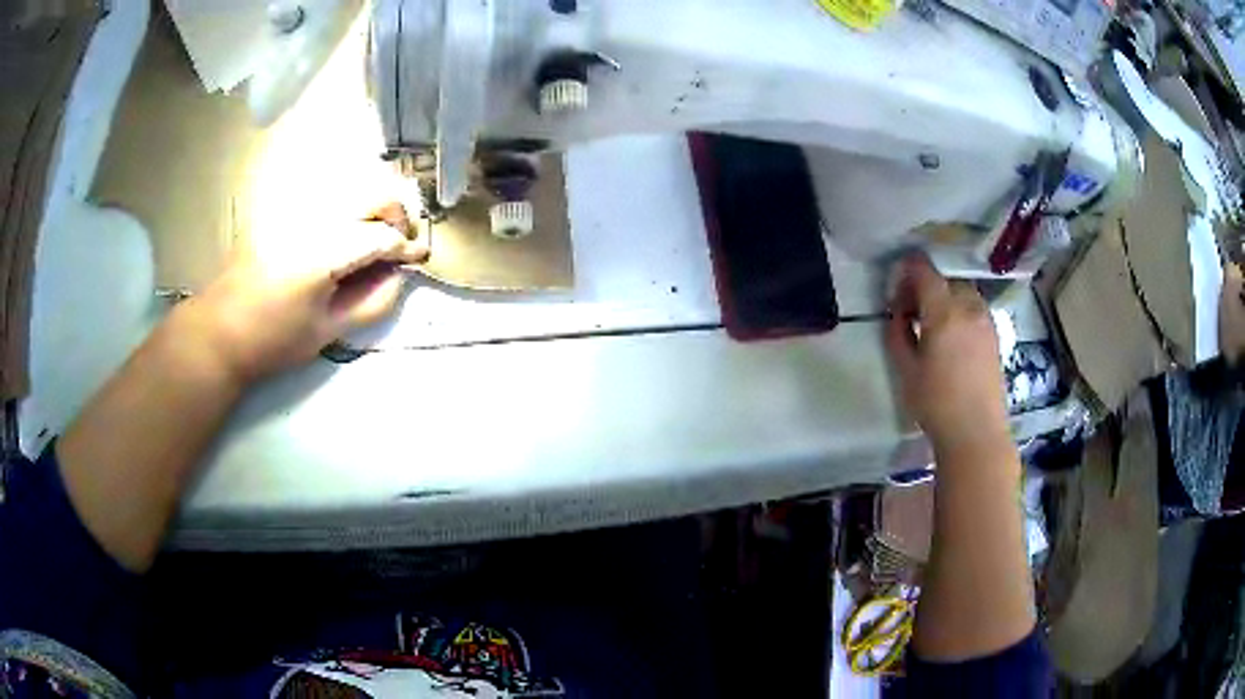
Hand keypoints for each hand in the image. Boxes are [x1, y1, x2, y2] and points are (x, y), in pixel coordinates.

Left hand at [178, 203, 428, 383]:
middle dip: (396, 215)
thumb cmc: (273, 339)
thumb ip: (371, 302)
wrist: (221, 328)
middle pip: (373, 193)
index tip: (419, 257)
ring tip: (377, 233)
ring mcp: (296, 206)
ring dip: (374, 204)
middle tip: (399, 242)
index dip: (405, 246)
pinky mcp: (283, 206)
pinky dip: (349, 201)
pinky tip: (347, 226)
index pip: (381, 236)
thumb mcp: (327, 332)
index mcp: (323, 252)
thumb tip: (398, 275)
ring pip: (353, 183)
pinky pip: (328, 190)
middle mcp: (313, 217)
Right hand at [885, 254, 1008, 452]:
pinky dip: (962, 310)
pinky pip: (975, 308)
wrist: (976, 432)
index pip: (924, 272)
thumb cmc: (936, 404)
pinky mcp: (995, 335)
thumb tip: (899, 315)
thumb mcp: (906, 370)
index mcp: (943, 312)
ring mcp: (985, 320)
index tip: (897, 284)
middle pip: (945, 280)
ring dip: (946, 297)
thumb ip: (898, 335)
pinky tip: (954, 335)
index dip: (908, 269)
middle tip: (912, 310)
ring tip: (934, 323)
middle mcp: (968, 307)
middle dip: (926, 286)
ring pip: (963, 292)